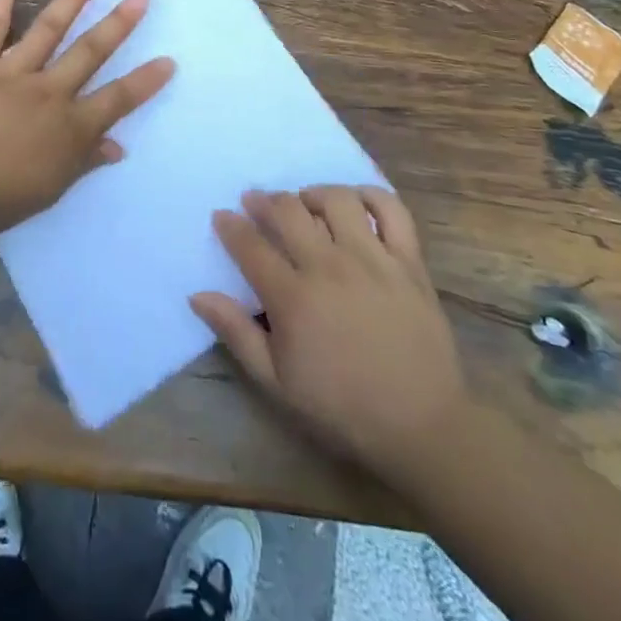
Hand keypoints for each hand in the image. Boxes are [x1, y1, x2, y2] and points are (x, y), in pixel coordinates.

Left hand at [0, 0, 174, 236]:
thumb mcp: (52, 188)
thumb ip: (85, 162)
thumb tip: (117, 147)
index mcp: (70, 126)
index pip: (117, 100)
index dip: (144, 81)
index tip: (168, 60)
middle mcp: (49, 92)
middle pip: (90, 52)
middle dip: (118, 24)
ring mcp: (13, 72)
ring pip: (49, 28)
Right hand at [191, 186, 467, 476]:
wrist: (422, 426)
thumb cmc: (342, 407)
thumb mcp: (277, 383)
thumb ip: (236, 333)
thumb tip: (198, 295)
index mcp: (293, 297)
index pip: (250, 245)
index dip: (231, 226)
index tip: (222, 216)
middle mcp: (329, 266)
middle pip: (288, 211)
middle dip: (264, 200)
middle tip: (256, 202)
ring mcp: (373, 259)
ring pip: (335, 200)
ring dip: (312, 194)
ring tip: (305, 203)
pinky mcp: (408, 261)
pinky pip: (391, 210)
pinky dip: (371, 196)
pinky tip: (356, 202)